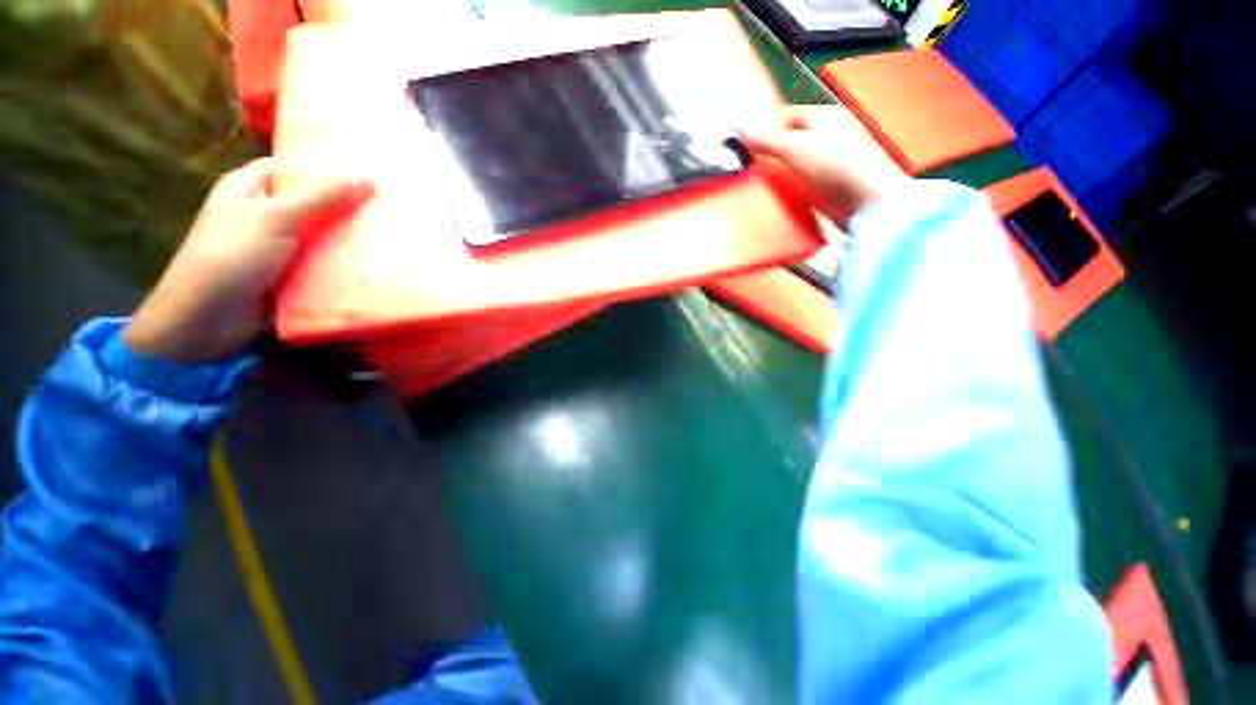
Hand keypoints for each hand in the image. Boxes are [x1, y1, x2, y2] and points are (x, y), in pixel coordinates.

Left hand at [125, 158, 372, 362]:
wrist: (207, 319)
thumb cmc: (232, 256)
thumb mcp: (276, 217)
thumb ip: (320, 197)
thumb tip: (366, 178)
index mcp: (250, 188)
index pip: (292, 167)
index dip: (326, 167)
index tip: (367, 172)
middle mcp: (264, 214)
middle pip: (312, 203)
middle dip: (346, 207)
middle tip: (390, 207)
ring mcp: (277, 247)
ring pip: (321, 236)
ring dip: (349, 239)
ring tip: (392, 236)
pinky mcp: (290, 276)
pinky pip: (322, 264)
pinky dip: (343, 265)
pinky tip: (375, 265)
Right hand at [738, 105, 909, 227]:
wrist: (866, 202)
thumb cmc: (834, 165)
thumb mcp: (794, 147)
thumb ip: (765, 138)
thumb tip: (738, 126)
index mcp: (825, 117)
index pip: (787, 116)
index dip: (766, 128)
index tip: (745, 145)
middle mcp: (830, 136)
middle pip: (791, 141)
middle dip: (771, 153)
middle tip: (750, 167)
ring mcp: (831, 162)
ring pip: (796, 164)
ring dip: (779, 174)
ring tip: (760, 185)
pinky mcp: (830, 185)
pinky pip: (802, 183)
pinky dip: (790, 188)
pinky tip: (779, 197)